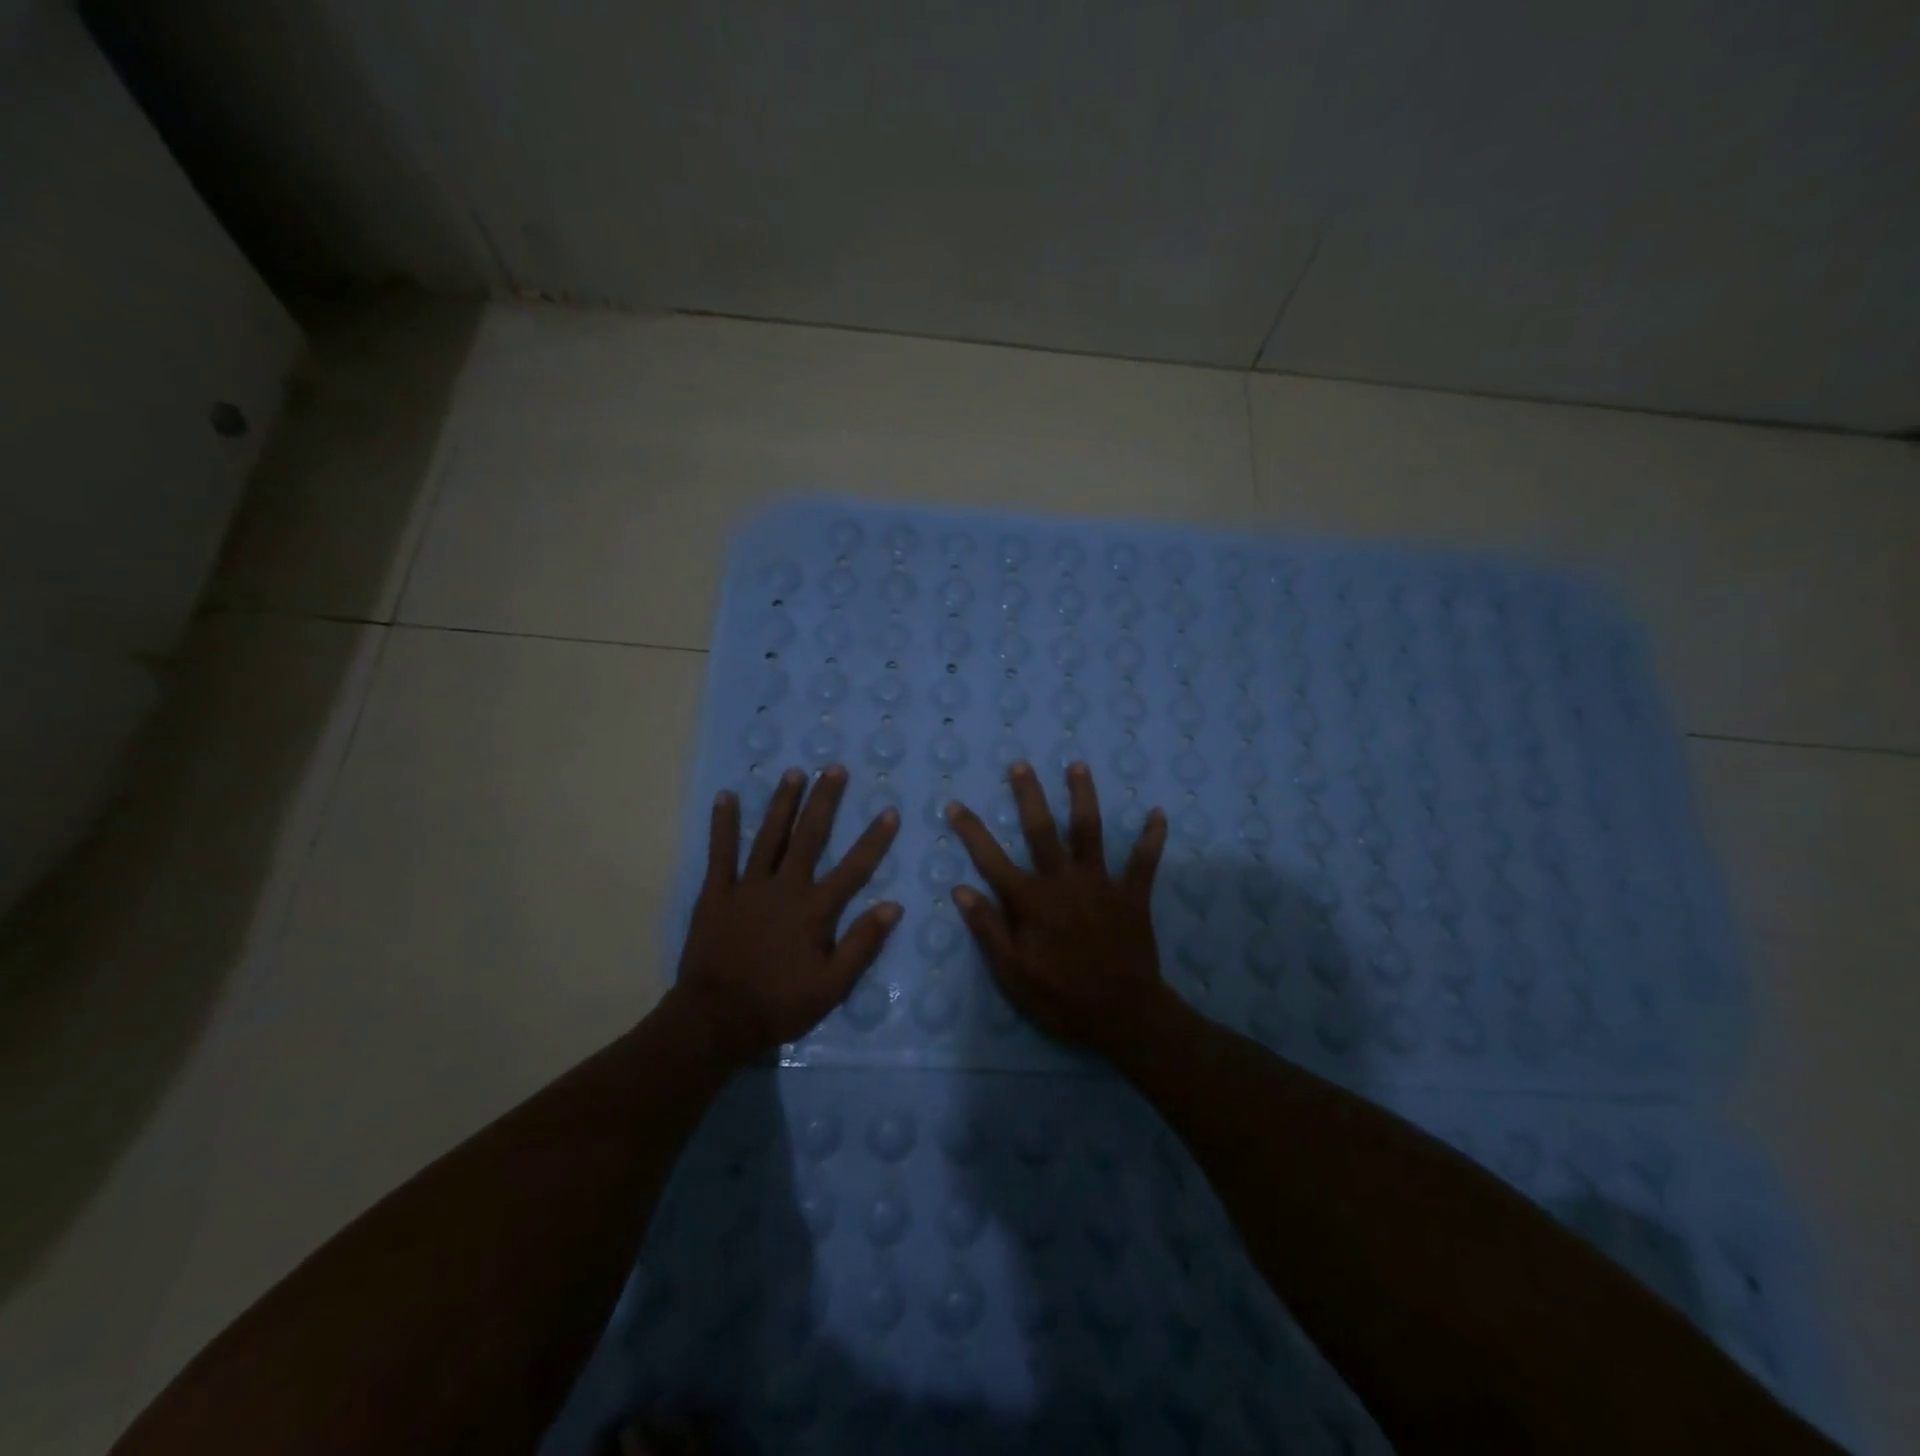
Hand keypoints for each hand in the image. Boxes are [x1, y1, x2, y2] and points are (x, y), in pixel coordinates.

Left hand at [668, 765, 900, 1065]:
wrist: (715, 1019)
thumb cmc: (779, 1005)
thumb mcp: (832, 986)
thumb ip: (862, 945)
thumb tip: (892, 906)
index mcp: (815, 910)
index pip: (853, 868)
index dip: (874, 840)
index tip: (889, 811)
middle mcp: (785, 887)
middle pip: (810, 836)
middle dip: (824, 800)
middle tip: (834, 768)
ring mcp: (748, 886)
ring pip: (769, 835)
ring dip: (782, 802)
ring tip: (793, 772)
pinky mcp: (716, 893)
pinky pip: (720, 852)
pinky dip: (723, 824)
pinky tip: (726, 796)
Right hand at [945, 761, 1169, 1055]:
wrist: (1123, 1014)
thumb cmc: (1062, 997)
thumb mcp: (1012, 973)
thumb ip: (988, 929)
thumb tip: (961, 889)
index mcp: (1031, 901)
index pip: (992, 860)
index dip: (972, 831)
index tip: (956, 804)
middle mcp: (1064, 881)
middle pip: (1042, 830)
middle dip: (1029, 796)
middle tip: (1021, 765)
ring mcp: (1101, 884)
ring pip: (1090, 832)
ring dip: (1084, 797)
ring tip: (1078, 766)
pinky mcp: (1132, 895)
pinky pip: (1144, 861)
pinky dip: (1152, 837)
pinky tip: (1159, 813)